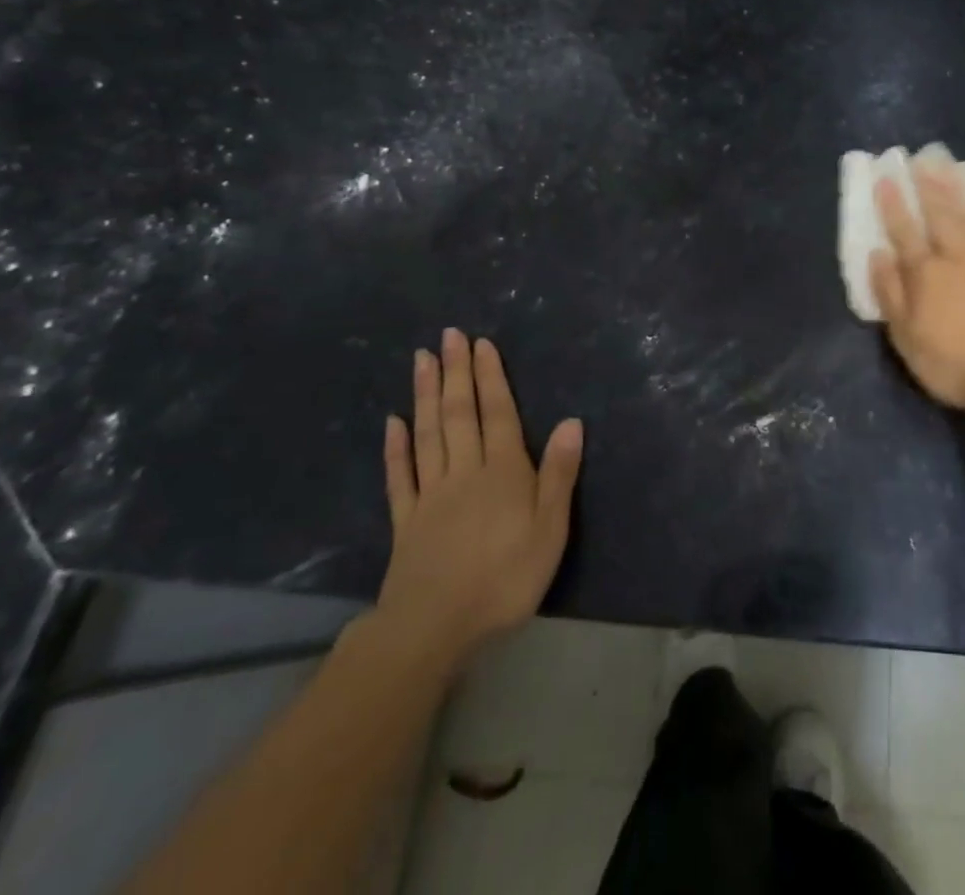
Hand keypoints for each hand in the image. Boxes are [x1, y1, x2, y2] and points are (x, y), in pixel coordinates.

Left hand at [374, 330, 583, 672]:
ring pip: (427, 434)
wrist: (433, 629)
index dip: (490, 377)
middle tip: (448, 335)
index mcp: (503, 471)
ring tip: (421, 359)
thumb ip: (558, 474)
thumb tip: (572, 421)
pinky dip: (396, 447)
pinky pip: (400, 476)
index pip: (497, 413)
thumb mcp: (550, 530)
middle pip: (458, 413)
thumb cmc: (504, 578)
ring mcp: (430, 494)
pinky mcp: (405, 521)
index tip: (480, 344)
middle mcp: (464, 471)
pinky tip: (392, 422)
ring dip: (424, 394)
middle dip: (455, 372)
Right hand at [872, 165, 964, 414]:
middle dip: (926, 186)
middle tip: (919, 160)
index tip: (885, 179)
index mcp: (924, 273)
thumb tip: (878, 254)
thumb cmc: (953, 361)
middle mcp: (955, 256)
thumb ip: (890, 292)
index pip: (904, 231)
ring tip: (946, 168)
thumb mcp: (906, 336)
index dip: (893, 205)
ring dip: (955, 191)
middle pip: (938, 214)